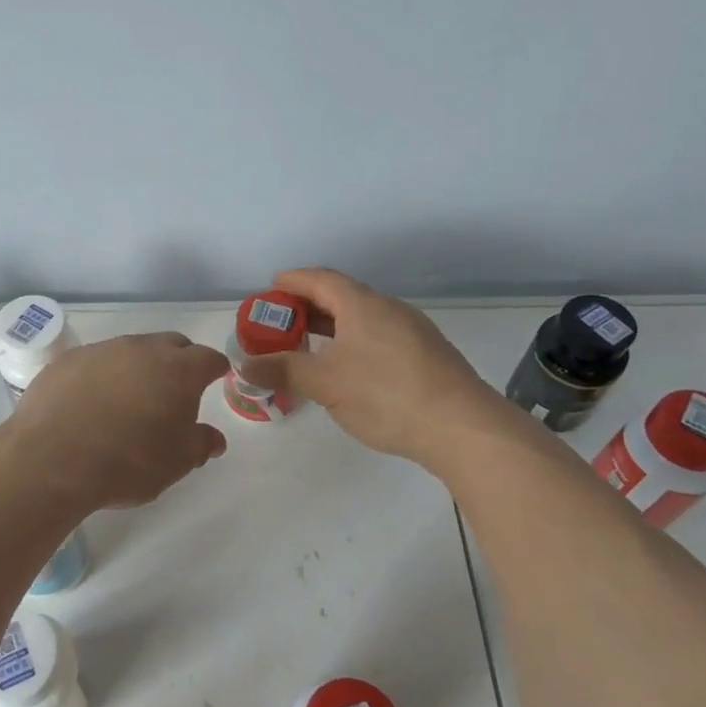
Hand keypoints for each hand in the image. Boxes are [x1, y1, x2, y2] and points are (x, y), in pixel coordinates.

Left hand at [2, 332, 229, 510]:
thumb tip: (213, 438)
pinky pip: (95, 362)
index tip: (215, 379)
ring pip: (130, 351)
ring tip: (128, 401)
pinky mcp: (67, 360)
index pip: (208, 358)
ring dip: (137, 369)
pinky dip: (101, 377)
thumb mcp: (176, 463)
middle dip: (178, 362)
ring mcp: (101, 350)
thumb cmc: (127, 462)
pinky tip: (91, 403)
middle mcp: (141, 349)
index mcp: (178, 370)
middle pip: (171, 345)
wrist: (53, 459)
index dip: (215, 369)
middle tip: (174, 392)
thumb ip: (200, 444)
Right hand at [237, 268, 492, 462]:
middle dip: (306, 308)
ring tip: (307, 348)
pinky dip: (352, 342)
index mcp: (362, 304)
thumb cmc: (385, 394)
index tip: (268, 292)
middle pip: (340, 296)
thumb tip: (244, 365)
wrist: (462, 427)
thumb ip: (282, 370)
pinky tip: (346, 370)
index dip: (290, 282)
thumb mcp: (324, 383)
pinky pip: (378, 336)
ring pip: (361, 318)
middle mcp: (388, 308)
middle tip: (279, 326)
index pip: (319, 279)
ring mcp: (411, 330)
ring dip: (330, 327)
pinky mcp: (425, 355)